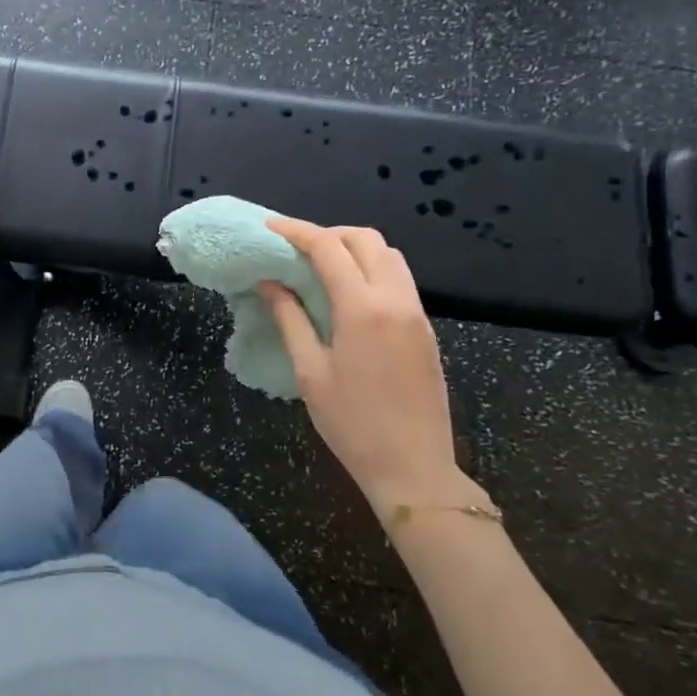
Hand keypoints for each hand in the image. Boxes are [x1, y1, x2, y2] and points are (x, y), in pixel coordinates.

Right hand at [260, 220, 486, 519]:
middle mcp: (395, 300)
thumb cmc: (352, 424)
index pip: (328, 248)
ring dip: (355, 248)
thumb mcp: (310, 372)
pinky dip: (373, 269)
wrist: (413, 468)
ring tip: (323, 267)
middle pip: (365, 239)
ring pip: (389, 255)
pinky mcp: (426, 329)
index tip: (270, 227)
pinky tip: (350, 293)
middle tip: (298, 249)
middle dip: (329, 234)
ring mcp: (416, 313)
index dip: (297, 231)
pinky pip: (400, 279)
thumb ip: (290, 319)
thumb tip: (270, 281)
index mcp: (363, 309)